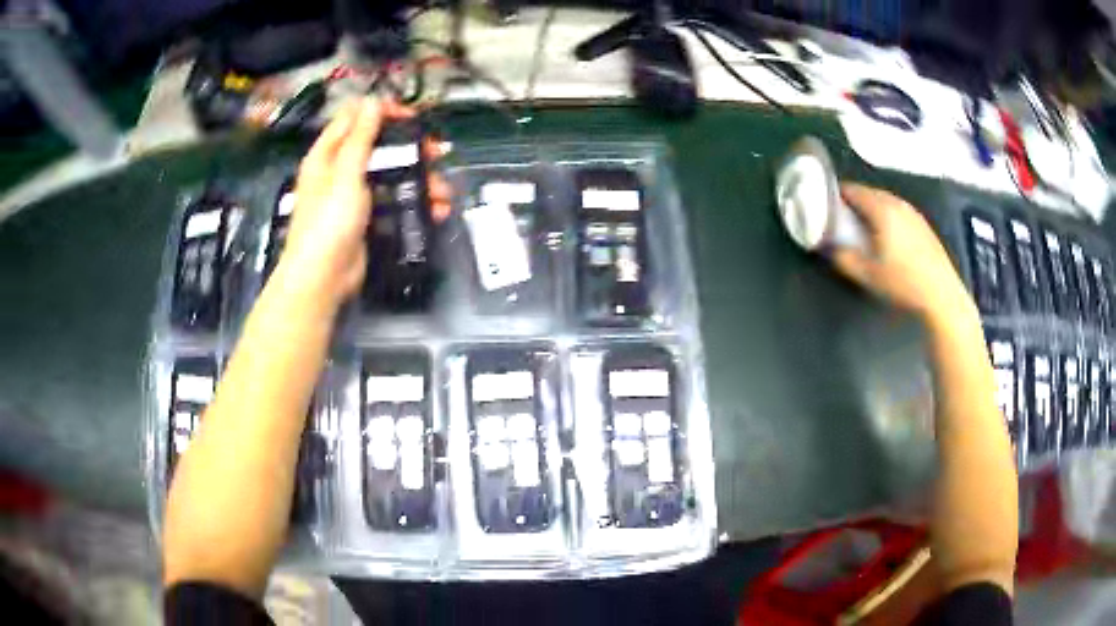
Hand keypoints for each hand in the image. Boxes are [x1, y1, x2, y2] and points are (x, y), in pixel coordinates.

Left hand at [276, 98, 450, 307]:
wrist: (324, 278)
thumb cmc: (329, 222)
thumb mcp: (345, 174)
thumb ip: (361, 137)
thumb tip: (373, 100)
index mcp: (328, 153)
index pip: (355, 117)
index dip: (383, 112)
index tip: (412, 119)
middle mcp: (340, 169)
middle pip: (380, 145)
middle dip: (411, 147)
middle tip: (437, 152)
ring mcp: (356, 194)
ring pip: (393, 174)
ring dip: (421, 178)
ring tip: (442, 190)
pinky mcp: (369, 217)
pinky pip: (396, 200)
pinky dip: (416, 202)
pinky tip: (436, 210)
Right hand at [831, 183, 974, 323]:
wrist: (941, 294)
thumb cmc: (902, 283)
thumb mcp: (867, 275)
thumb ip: (844, 258)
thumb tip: (831, 246)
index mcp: (881, 209)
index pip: (854, 190)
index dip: (838, 195)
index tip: (827, 206)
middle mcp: (897, 204)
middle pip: (870, 192)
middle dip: (855, 201)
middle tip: (844, 217)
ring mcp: (913, 212)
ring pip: (886, 201)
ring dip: (873, 208)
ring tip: (865, 226)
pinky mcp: (923, 224)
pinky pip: (899, 211)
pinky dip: (888, 215)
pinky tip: (888, 235)